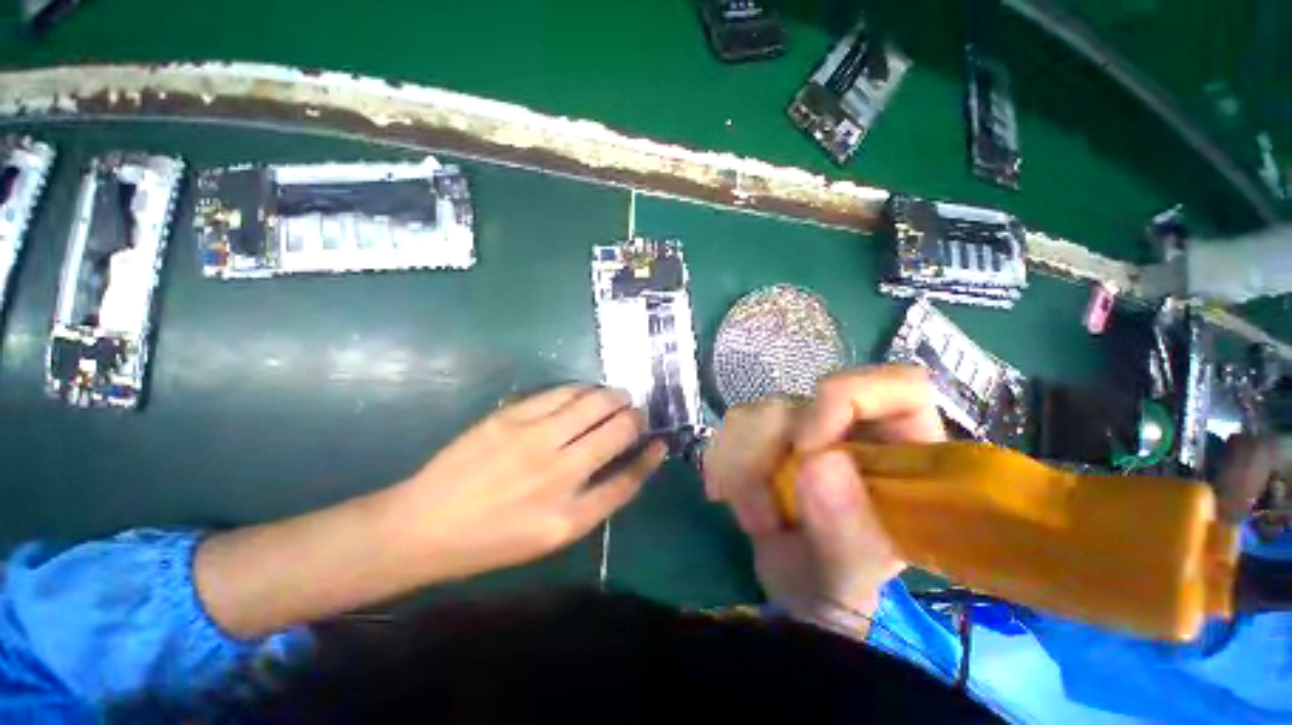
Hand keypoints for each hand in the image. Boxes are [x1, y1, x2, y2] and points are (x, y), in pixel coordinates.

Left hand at [197, 385, 664, 638]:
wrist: (423, 526)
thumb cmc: (491, 540)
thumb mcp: (549, 537)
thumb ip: (593, 501)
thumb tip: (625, 464)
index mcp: (570, 517)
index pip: (628, 479)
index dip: (649, 458)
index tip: (660, 443)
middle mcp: (559, 474)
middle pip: (618, 432)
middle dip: (636, 418)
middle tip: (637, 414)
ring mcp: (534, 441)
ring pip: (594, 404)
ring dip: (614, 397)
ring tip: (618, 398)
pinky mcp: (511, 417)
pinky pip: (562, 393)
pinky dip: (582, 390)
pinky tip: (587, 392)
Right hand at [705, 365, 943, 626]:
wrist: (788, 591)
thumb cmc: (833, 587)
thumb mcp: (846, 577)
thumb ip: (845, 532)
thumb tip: (819, 461)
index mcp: (904, 454)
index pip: (898, 387)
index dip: (847, 399)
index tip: (804, 446)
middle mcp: (855, 429)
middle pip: (807, 399)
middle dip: (774, 453)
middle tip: (767, 514)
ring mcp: (808, 427)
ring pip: (761, 410)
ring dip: (744, 466)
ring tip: (755, 519)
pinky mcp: (768, 433)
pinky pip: (732, 425)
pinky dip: (723, 461)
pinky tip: (727, 495)